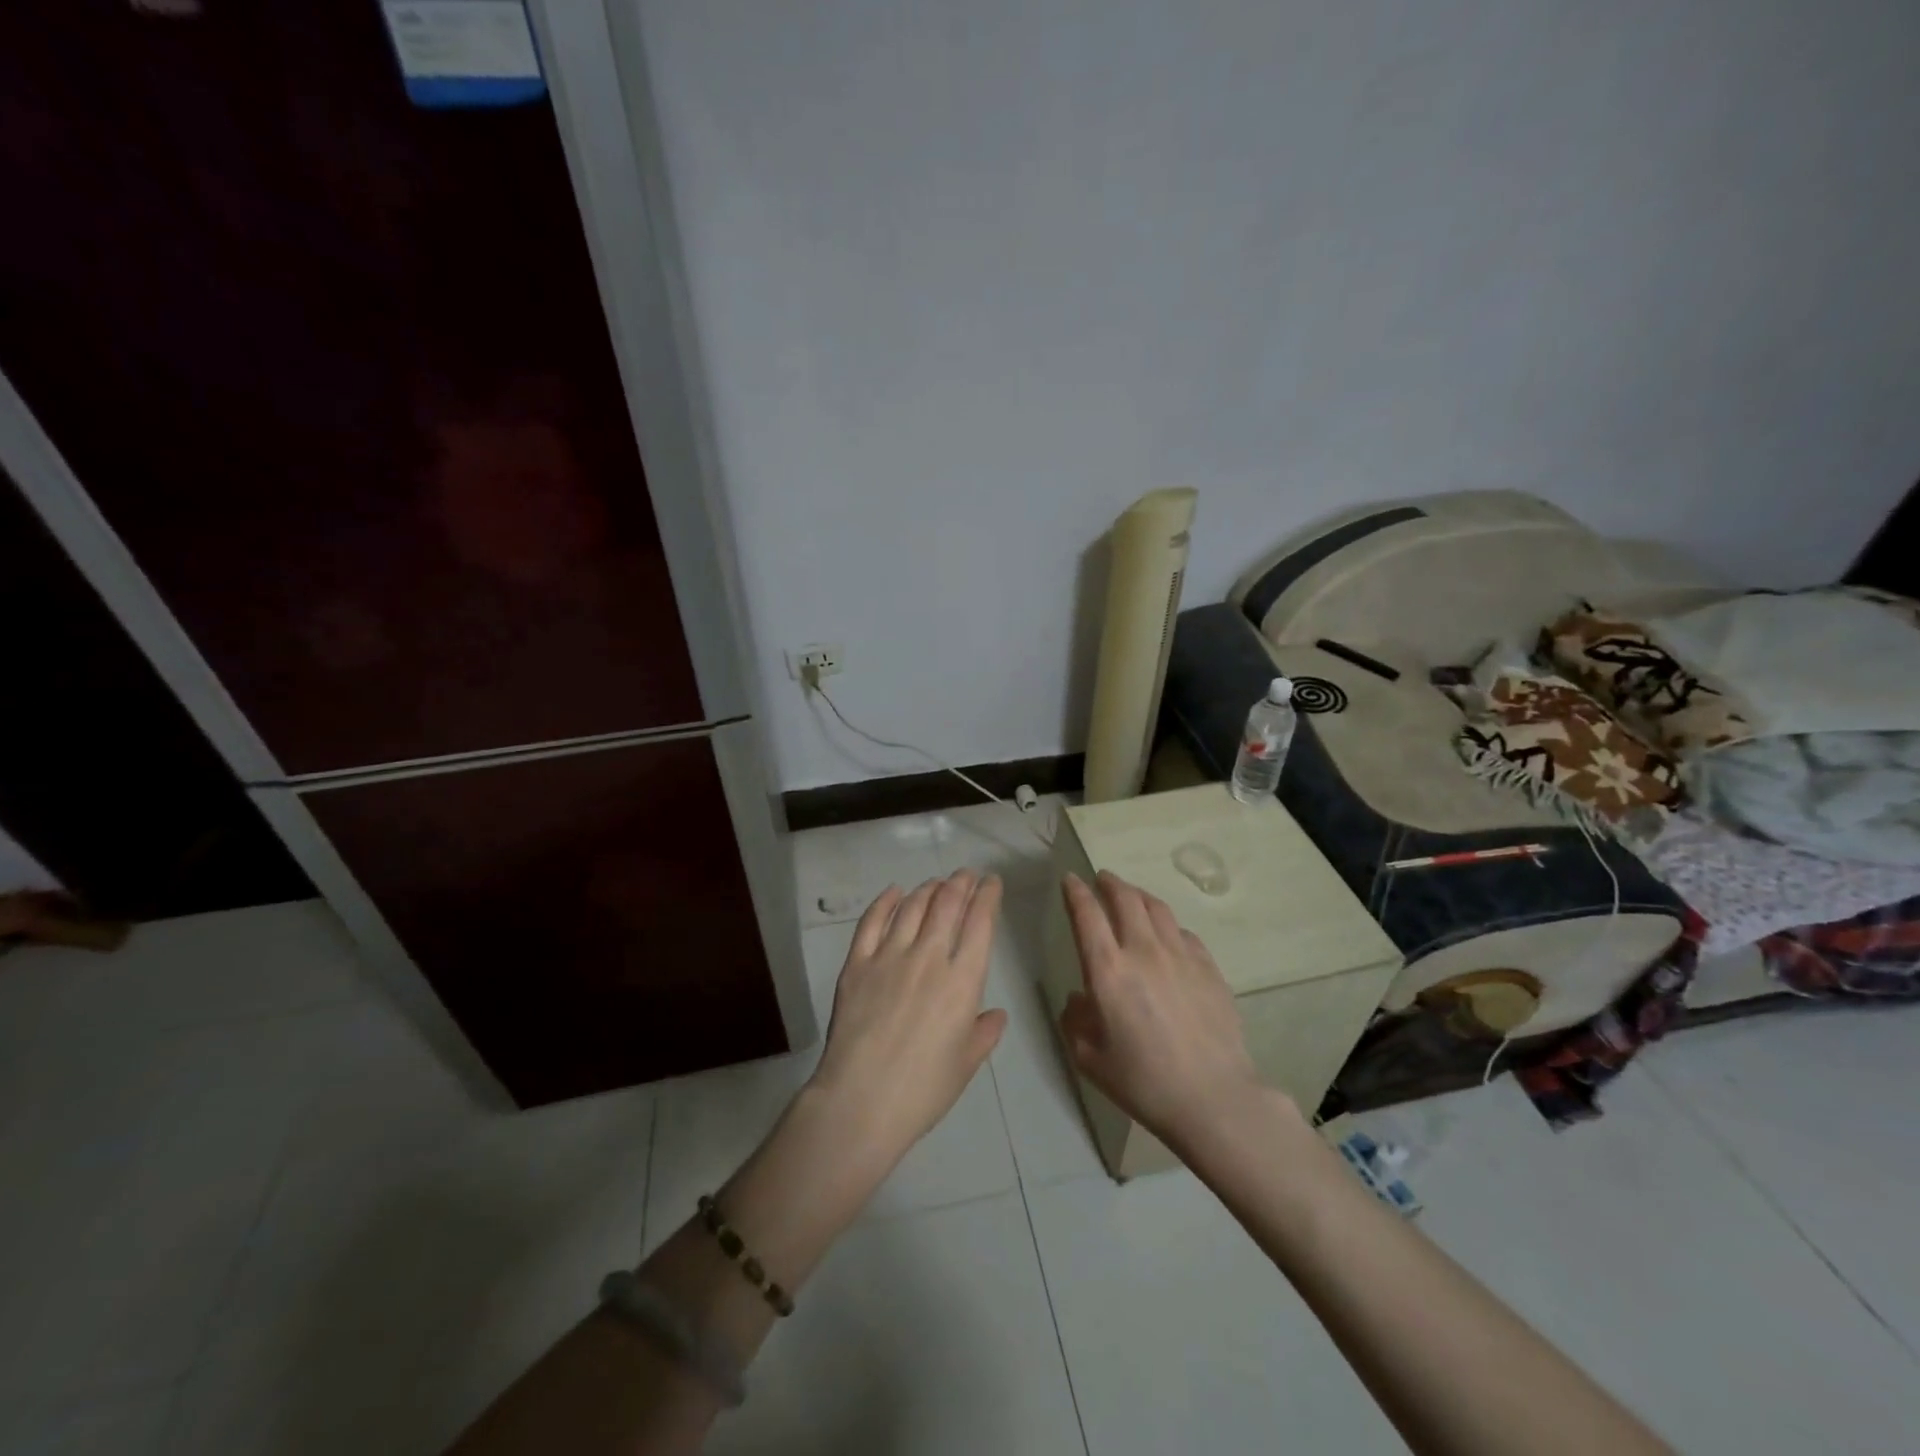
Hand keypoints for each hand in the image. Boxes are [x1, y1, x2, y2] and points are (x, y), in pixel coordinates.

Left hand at [806, 871, 1007, 1176]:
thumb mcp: (965, 1064)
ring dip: (928, 889)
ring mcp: (889, 956)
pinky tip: (894, 892)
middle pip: (947, 904)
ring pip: (912, 907)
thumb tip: (995, 1014)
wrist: (861, 1101)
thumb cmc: (922, 1090)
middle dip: (960, 883)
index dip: (988, 896)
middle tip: (965, 875)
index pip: (981, 923)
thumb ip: (984, 1033)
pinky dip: (885, 902)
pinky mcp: (857, 963)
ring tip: (935, 883)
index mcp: (963, 981)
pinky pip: (872, 922)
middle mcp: (929, 958)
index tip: (991, 882)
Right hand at [1058, 871, 1273, 1151]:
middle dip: (1109, 883)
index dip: (1075, 892)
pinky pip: (1184, 933)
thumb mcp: (1090, 1059)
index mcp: (1108, 970)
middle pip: (1126, 898)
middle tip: (1101, 879)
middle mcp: (1144, 951)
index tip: (1069, 880)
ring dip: (1138, 895)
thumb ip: (1075, 1021)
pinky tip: (1167, 935)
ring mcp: (1181, 956)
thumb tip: (1078, 999)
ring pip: (1157, 908)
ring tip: (1131, 896)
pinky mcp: (1209, 968)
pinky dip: (1168, 925)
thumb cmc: (1144, 1083)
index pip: (1087, 914)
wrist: (1214, 1098)